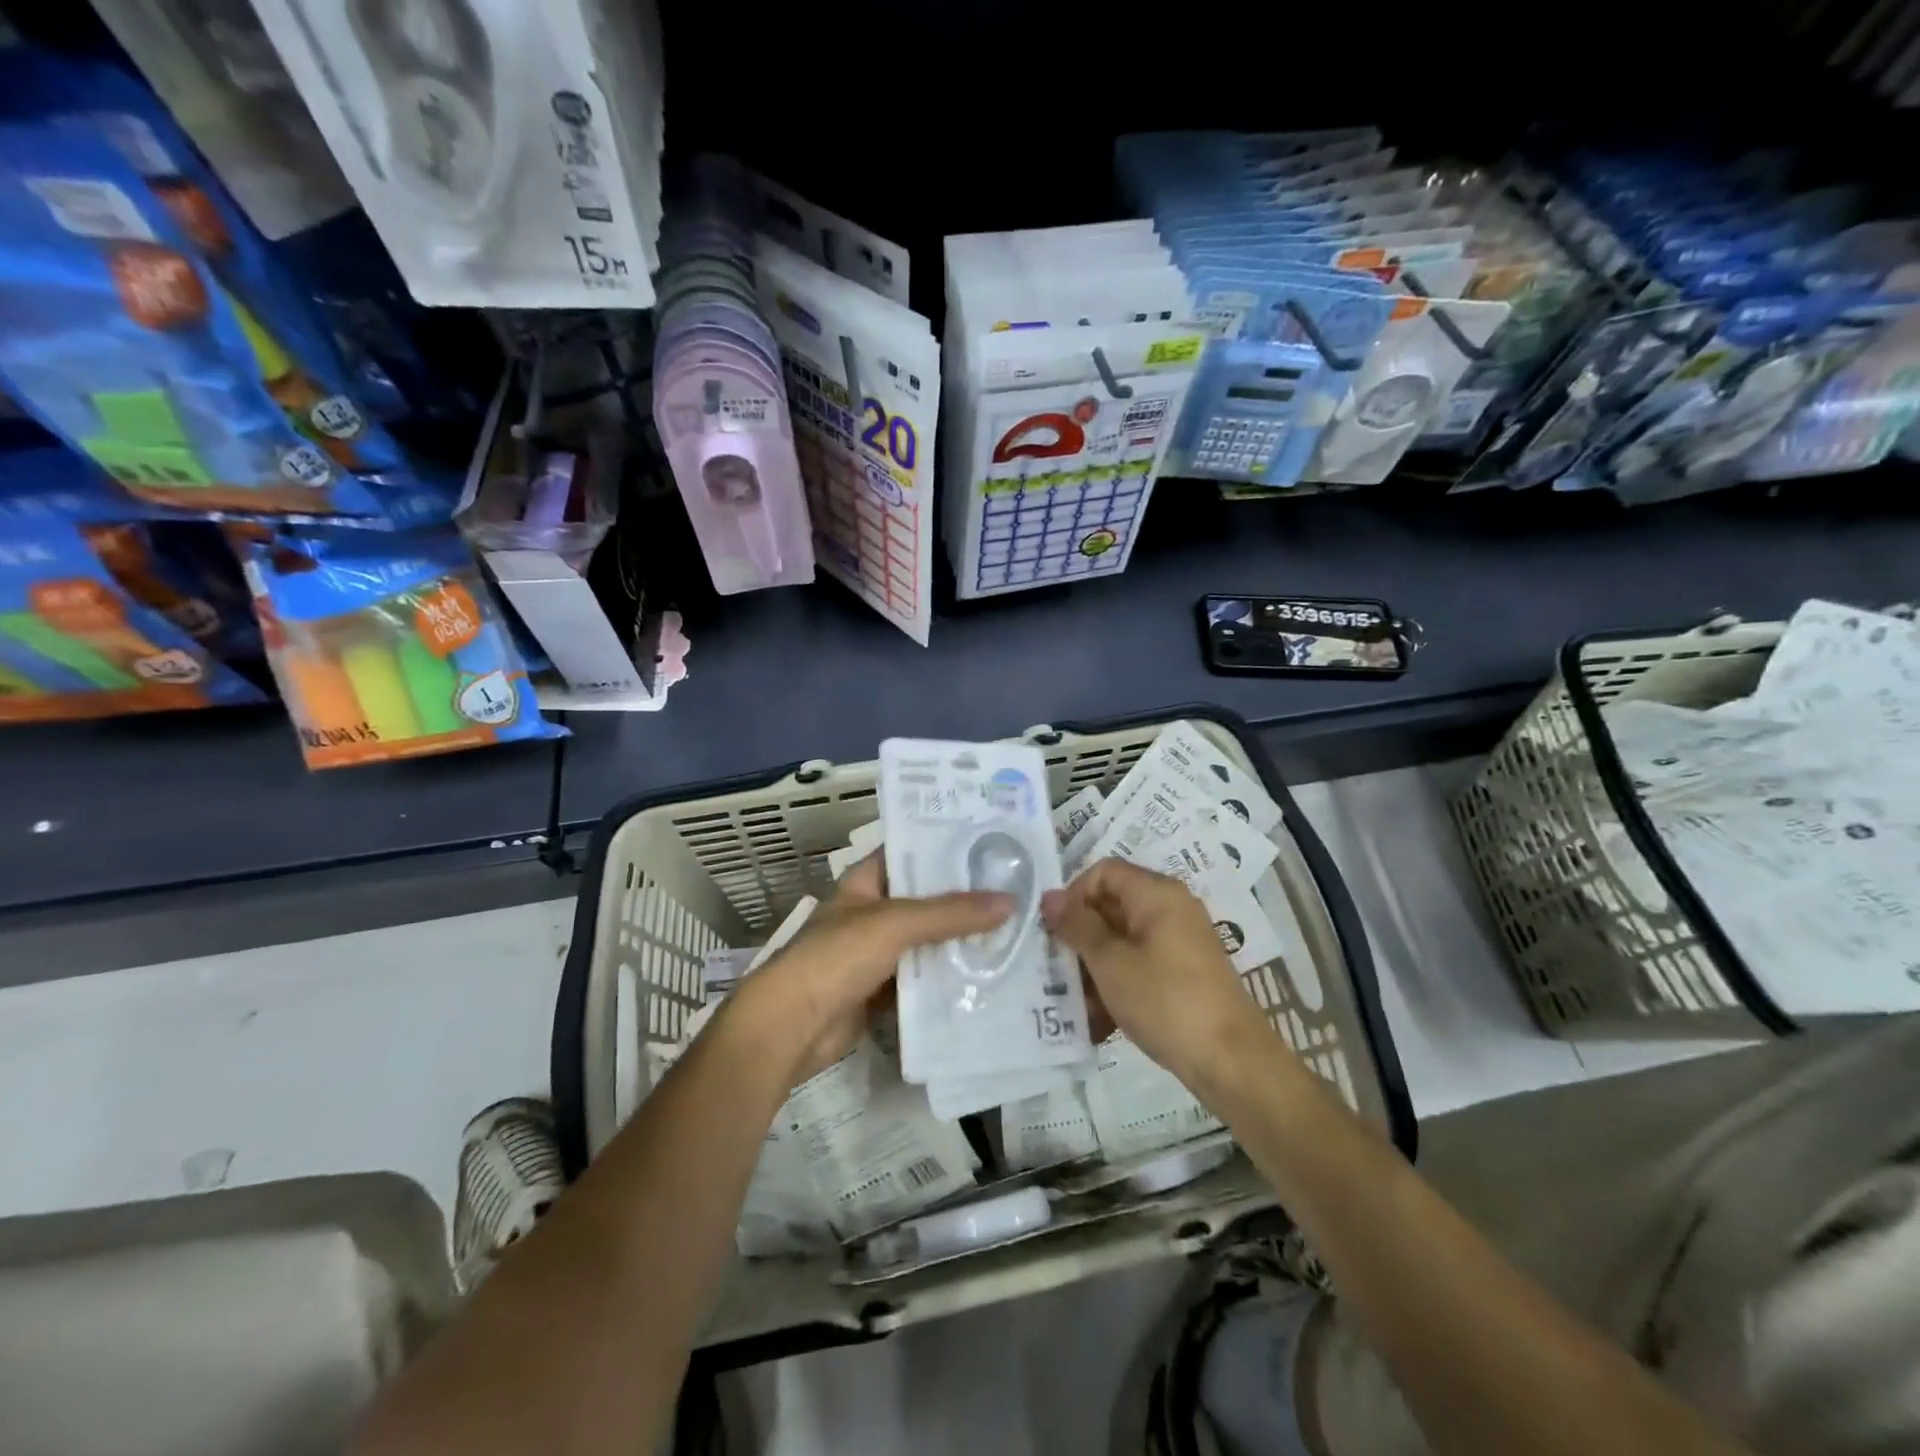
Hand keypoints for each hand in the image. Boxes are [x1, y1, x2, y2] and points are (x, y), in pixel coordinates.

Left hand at [735, 853, 1011, 1085]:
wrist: (792, 1026)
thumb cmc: (837, 957)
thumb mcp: (896, 923)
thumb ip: (952, 913)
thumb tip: (1011, 901)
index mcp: (865, 881)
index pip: (911, 852)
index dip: (947, 847)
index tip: (993, 844)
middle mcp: (872, 911)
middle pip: (925, 900)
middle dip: (965, 900)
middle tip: (1018, 892)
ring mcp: (876, 953)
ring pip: (927, 942)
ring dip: (961, 943)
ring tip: (1014, 933)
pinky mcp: (882, 991)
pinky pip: (922, 980)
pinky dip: (948, 980)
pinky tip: (988, 977)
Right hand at [1041, 858, 1274, 1088]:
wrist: (1231, 1061)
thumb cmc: (1165, 1001)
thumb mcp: (1111, 962)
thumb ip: (1077, 925)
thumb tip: (1049, 897)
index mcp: (1157, 894)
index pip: (1103, 872)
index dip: (1074, 895)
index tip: (1056, 932)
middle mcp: (1171, 908)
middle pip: (1112, 905)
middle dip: (1080, 936)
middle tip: (1056, 969)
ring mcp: (1179, 941)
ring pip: (1122, 939)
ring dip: (1094, 966)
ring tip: (1075, 1002)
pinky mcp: (1183, 972)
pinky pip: (1139, 964)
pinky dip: (1117, 982)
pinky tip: (1099, 1018)